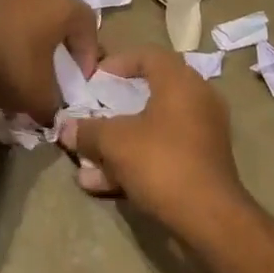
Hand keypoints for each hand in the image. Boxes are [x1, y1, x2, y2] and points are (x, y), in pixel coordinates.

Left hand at [0, 0, 99, 123]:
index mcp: (62, 5)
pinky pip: (16, 12)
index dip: (89, 54)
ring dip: (42, 33)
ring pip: (39, 10)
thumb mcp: (40, 98)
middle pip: (65, 13)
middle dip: (67, 41)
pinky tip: (10, 52)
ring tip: (35, 61)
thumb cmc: (7, 68)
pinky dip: (19, 29)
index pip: (89, 25)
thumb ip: (57, 104)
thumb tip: (55, 111)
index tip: (80, 79)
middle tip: (62, 68)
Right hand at [59, 46, 247, 237]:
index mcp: (180, 81)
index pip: (147, 54)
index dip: (117, 63)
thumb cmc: (161, 163)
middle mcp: (197, 99)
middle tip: (91, 115)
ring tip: (86, 161)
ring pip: (153, 127)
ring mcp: (203, 132)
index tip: (94, 81)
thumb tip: (64, 127)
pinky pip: (163, 150)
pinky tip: (102, 182)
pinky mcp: (202, 162)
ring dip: (119, 141)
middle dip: (114, 108)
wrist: (210, 218)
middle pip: (149, 92)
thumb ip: (87, 130)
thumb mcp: (115, 142)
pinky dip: (136, 160)